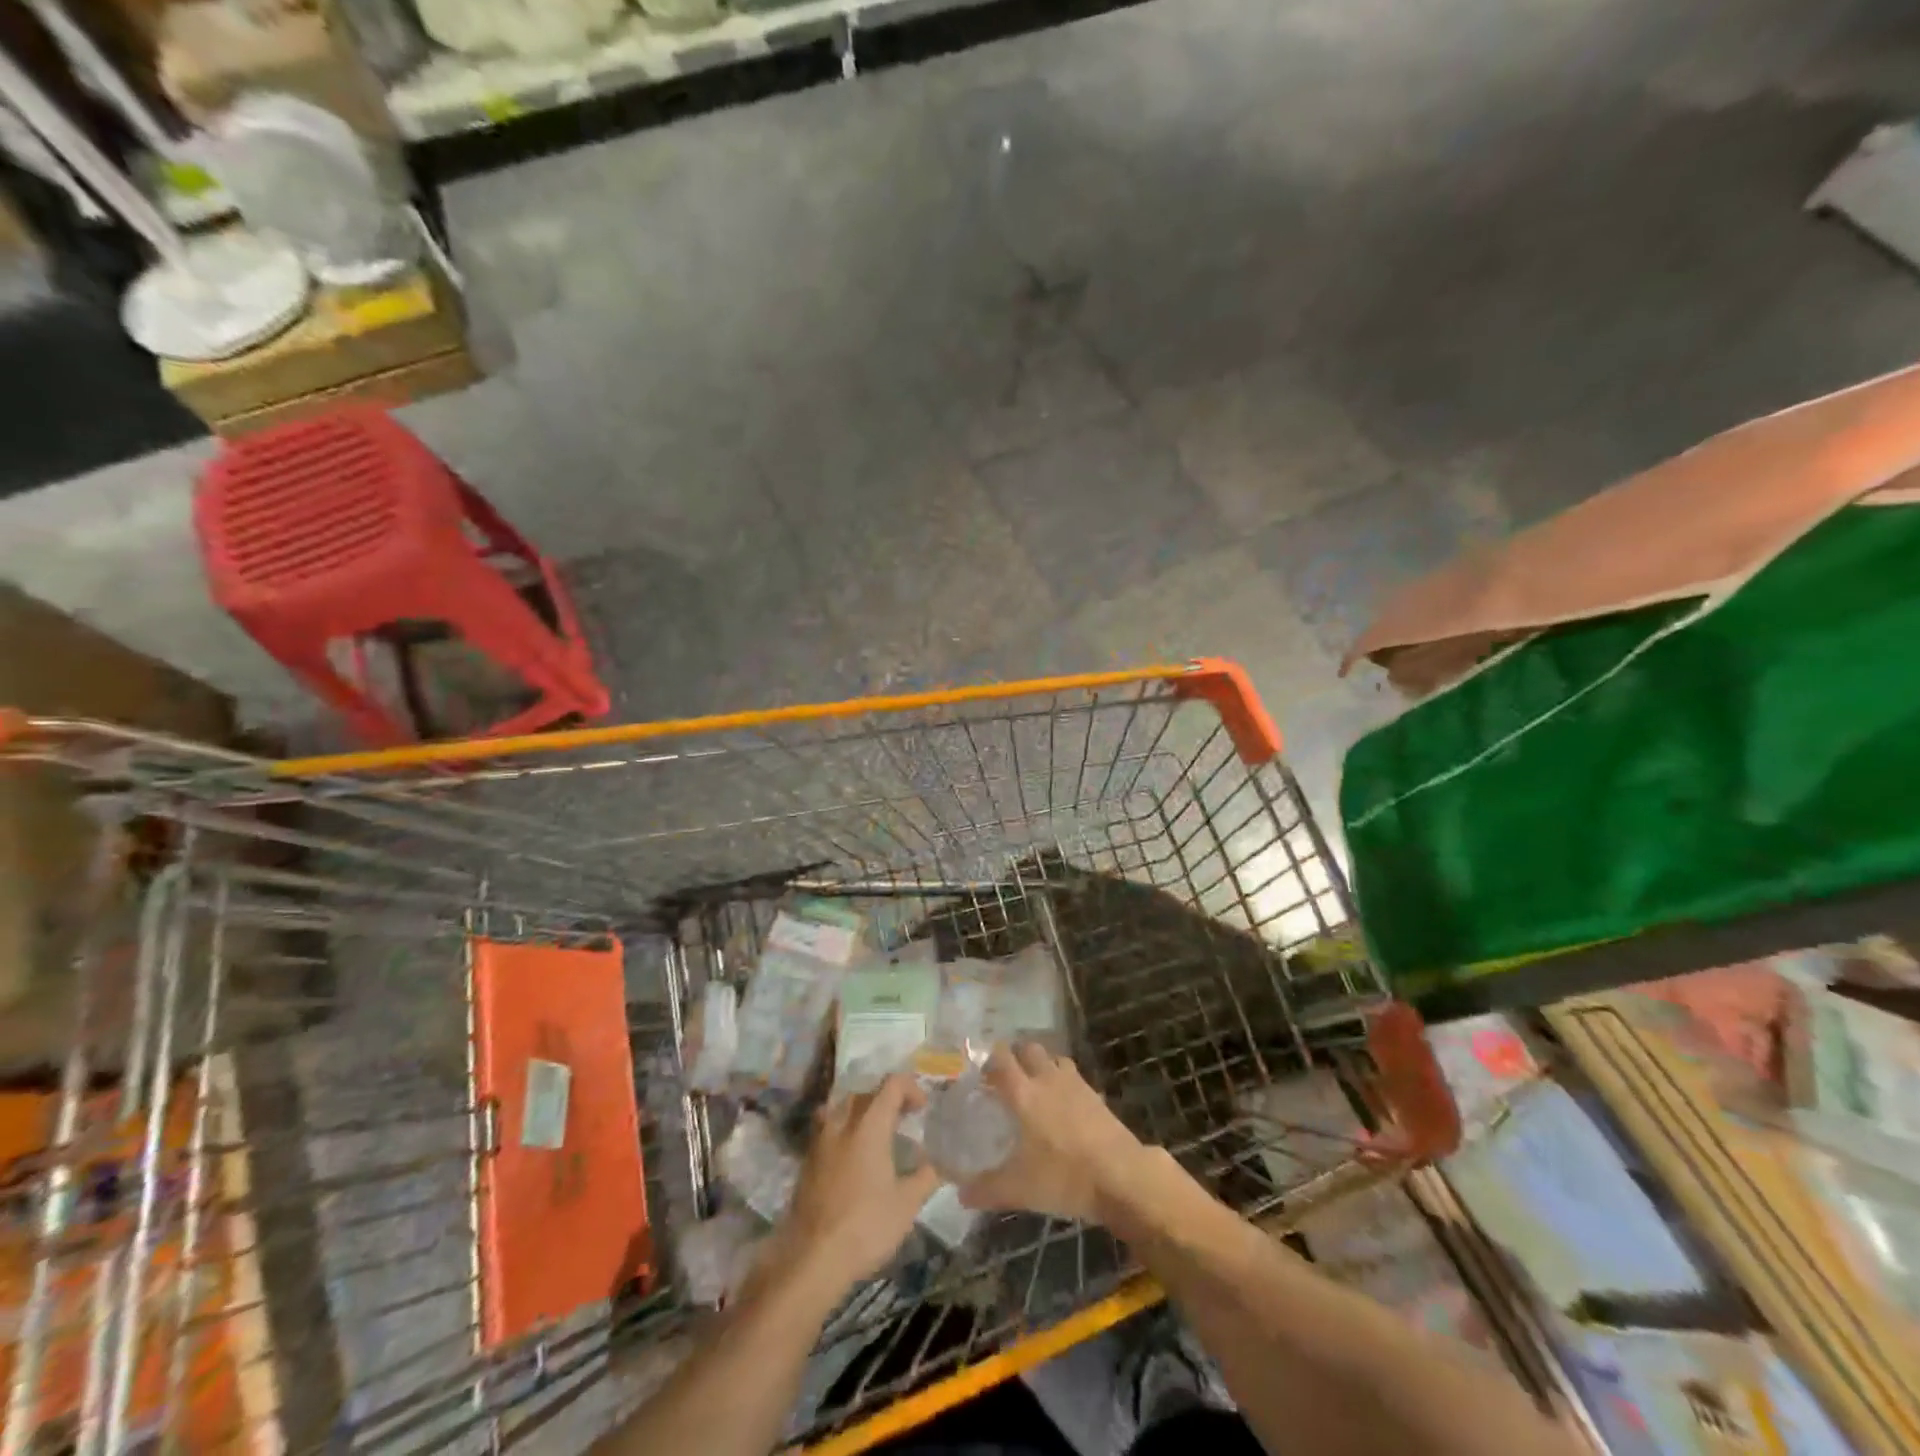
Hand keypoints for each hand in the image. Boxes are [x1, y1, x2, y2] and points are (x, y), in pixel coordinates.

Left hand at [781, 1075, 939, 1293]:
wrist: (812, 1259)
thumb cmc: (866, 1226)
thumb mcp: (907, 1205)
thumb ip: (926, 1178)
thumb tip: (937, 1165)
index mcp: (869, 1125)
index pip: (891, 1085)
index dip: (911, 1088)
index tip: (922, 1109)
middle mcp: (842, 1124)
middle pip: (865, 1093)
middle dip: (886, 1100)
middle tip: (902, 1121)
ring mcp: (820, 1141)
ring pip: (841, 1108)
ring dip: (861, 1113)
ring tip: (875, 1135)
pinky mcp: (807, 1162)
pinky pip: (827, 1130)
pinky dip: (843, 1132)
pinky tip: (852, 1159)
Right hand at [955, 1043, 1150, 1224]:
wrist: (1121, 1175)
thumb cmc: (1064, 1176)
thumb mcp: (1019, 1189)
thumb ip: (986, 1189)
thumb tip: (960, 1194)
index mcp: (1023, 1093)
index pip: (1001, 1059)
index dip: (989, 1060)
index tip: (981, 1074)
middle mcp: (1047, 1079)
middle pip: (1028, 1049)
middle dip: (1016, 1056)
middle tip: (1007, 1078)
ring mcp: (1075, 1084)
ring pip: (1053, 1058)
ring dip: (1042, 1065)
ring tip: (1035, 1086)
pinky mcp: (1095, 1095)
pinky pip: (1074, 1076)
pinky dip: (1064, 1081)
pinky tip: (1063, 1105)